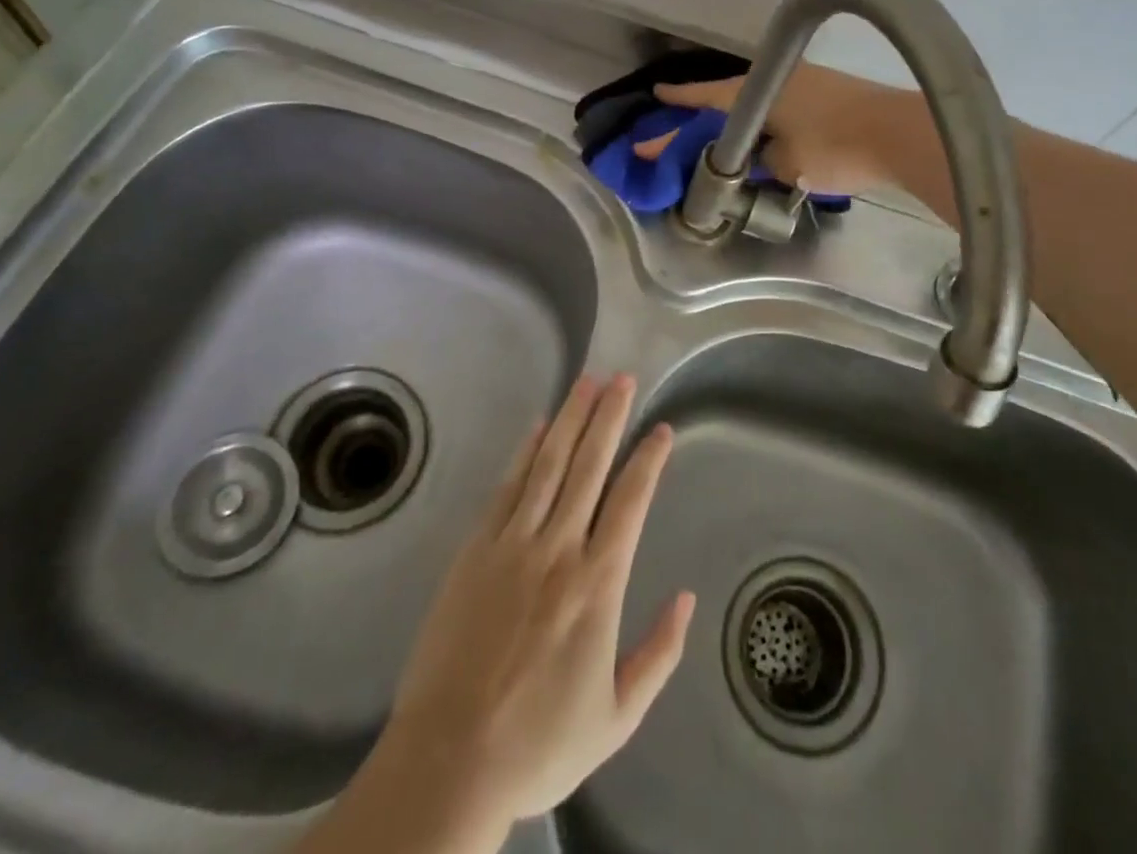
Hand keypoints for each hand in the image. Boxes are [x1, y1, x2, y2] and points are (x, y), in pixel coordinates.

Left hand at [358, 376, 693, 842]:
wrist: (450, 758)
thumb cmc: (540, 741)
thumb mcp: (617, 718)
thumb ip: (658, 654)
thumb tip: (687, 599)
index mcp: (597, 583)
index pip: (630, 501)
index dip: (648, 460)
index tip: (661, 429)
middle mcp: (558, 548)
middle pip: (589, 466)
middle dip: (609, 417)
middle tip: (623, 378)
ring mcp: (512, 543)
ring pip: (548, 465)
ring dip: (570, 419)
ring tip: (587, 382)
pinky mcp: (475, 548)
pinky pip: (507, 488)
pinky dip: (525, 453)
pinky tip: (538, 427)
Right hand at [635, 63, 916, 195]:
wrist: (901, 135)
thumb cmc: (835, 148)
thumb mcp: (787, 165)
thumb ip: (765, 160)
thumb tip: (765, 155)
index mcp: (758, 93)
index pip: (706, 97)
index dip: (679, 102)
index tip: (655, 96)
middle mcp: (777, 79)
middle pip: (729, 97)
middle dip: (703, 114)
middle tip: (679, 128)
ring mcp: (806, 82)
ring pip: (757, 102)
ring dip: (737, 119)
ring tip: (721, 138)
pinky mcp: (829, 94)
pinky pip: (781, 106)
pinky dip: (765, 121)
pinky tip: (765, 137)